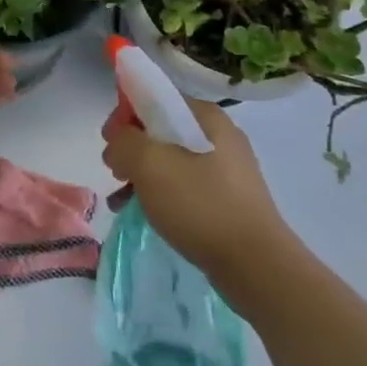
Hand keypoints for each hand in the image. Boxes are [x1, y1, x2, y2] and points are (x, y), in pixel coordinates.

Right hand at [101, 96, 287, 276]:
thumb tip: (118, 144)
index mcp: (206, 117)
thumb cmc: (200, 204)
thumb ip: (123, 142)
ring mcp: (228, 170)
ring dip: (142, 175)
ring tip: (121, 199)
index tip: (109, 141)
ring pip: (172, 161)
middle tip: (115, 172)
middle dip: (133, 149)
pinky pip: (186, 186)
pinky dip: (161, 194)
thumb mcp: (149, 163)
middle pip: (162, 130)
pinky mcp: (229, 201)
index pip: (157, 98)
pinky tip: (143, 214)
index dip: (126, 114)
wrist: (257, 266)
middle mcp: (220, 136)